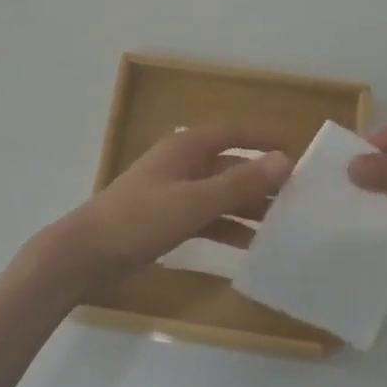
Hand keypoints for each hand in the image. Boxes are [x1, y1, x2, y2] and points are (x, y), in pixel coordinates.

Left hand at [41, 125, 292, 292]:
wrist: (86, 254)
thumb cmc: (140, 219)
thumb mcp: (194, 201)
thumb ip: (240, 183)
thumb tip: (284, 160)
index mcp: (186, 148)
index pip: (233, 133)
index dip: (263, 140)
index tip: (297, 153)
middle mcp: (183, 164)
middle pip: (231, 166)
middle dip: (262, 181)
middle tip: (299, 199)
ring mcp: (174, 193)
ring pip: (221, 195)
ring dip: (249, 208)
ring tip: (284, 227)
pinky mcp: (167, 220)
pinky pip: (208, 219)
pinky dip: (229, 229)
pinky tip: (252, 249)